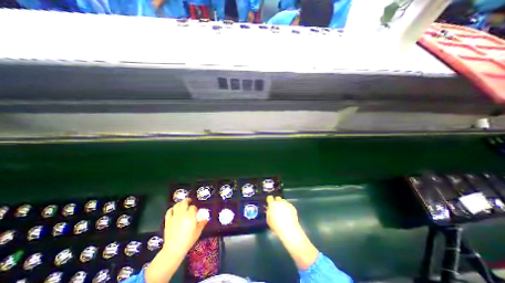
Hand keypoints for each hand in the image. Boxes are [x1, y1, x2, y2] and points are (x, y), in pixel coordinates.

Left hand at [163, 199, 207, 254]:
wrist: (174, 248)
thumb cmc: (188, 239)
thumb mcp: (198, 231)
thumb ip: (202, 223)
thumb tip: (205, 219)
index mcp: (190, 215)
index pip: (193, 207)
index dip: (195, 208)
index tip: (196, 211)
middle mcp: (182, 213)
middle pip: (184, 202)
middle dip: (187, 200)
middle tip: (189, 201)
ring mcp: (174, 216)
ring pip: (176, 205)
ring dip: (180, 203)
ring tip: (182, 204)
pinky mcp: (168, 221)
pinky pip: (169, 211)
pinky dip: (171, 209)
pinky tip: (173, 210)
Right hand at [265, 197, 300, 238]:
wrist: (288, 229)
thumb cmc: (276, 225)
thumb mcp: (268, 219)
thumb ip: (268, 212)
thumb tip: (269, 210)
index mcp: (272, 204)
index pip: (269, 198)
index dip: (269, 200)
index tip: (269, 202)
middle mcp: (279, 202)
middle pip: (277, 198)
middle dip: (277, 201)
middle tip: (276, 207)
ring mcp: (286, 204)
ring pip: (283, 201)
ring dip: (282, 204)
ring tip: (283, 212)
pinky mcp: (292, 207)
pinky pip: (289, 206)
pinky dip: (288, 208)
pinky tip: (288, 215)